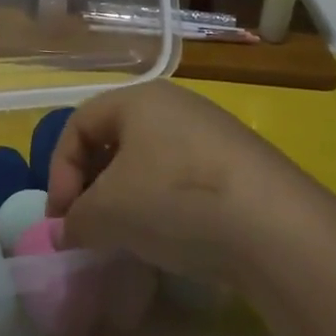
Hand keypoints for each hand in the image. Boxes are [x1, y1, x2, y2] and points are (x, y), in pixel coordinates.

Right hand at [45, 82, 303, 280]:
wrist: (275, 227)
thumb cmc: (176, 199)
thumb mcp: (109, 213)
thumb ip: (76, 220)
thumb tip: (68, 231)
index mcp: (139, 98)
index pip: (78, 124)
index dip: (60, 171)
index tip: (63, 219)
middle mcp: (176, 104)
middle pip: (115, 139)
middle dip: (92, 185)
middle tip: (89, 227)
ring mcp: (212, 132)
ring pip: (150, 160)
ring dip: (127, 198)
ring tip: (127, 236)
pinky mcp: (240, 165)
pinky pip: (184, 177)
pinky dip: (164, 204)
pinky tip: (171, 237)